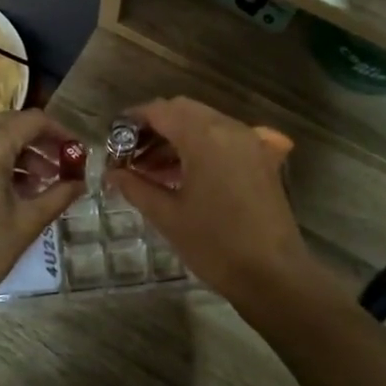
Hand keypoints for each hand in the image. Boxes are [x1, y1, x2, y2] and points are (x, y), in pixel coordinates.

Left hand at [0, 109, 83, 314]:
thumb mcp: (27, 222)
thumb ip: (58, 195)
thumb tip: (80, 182)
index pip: (32, 121)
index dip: (59, 132)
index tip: (76, 152)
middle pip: (8, 123)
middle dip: (38, 141)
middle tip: (61, 166)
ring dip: (16, 151)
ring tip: (39, 182)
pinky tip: (8, 187)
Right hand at [108, 97, 311, 302]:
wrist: (273, 275)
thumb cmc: (215, 244)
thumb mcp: (167, 216)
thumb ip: (136, 187)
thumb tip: (112, 173)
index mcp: (205, 137)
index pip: (161, 110)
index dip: (133, 119)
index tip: (113, 137)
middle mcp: (230, 129)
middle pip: (184, 110)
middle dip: (154, 126)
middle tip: (130, 154)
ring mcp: (250, 142)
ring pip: (204, 123)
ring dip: (176, 136)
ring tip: (150, 169)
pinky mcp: (261, 159)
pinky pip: (223, 138)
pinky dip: (199, 146)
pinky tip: (183, 175)